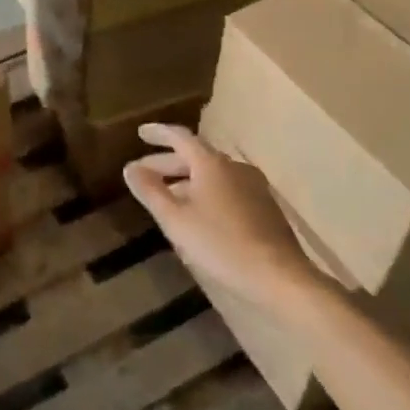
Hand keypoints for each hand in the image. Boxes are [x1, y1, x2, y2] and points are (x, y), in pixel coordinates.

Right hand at [124, 124, 321, 303]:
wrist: (278, 276)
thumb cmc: (219, 244)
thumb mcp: (175, 220)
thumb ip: (150, 191)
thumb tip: (130, 168)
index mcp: (211, 163)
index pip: (179, 137)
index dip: (158, 134)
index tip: (141, 133)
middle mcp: (234, 167)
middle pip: (196, 156)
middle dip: (167, 163)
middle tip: (143, 173)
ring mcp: (253, 186)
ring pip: (211, 175)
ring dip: (186, 180)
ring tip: (166, 197)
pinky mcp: (264, 207)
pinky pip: (226, 189)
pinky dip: (205, 193)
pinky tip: (197, 214)